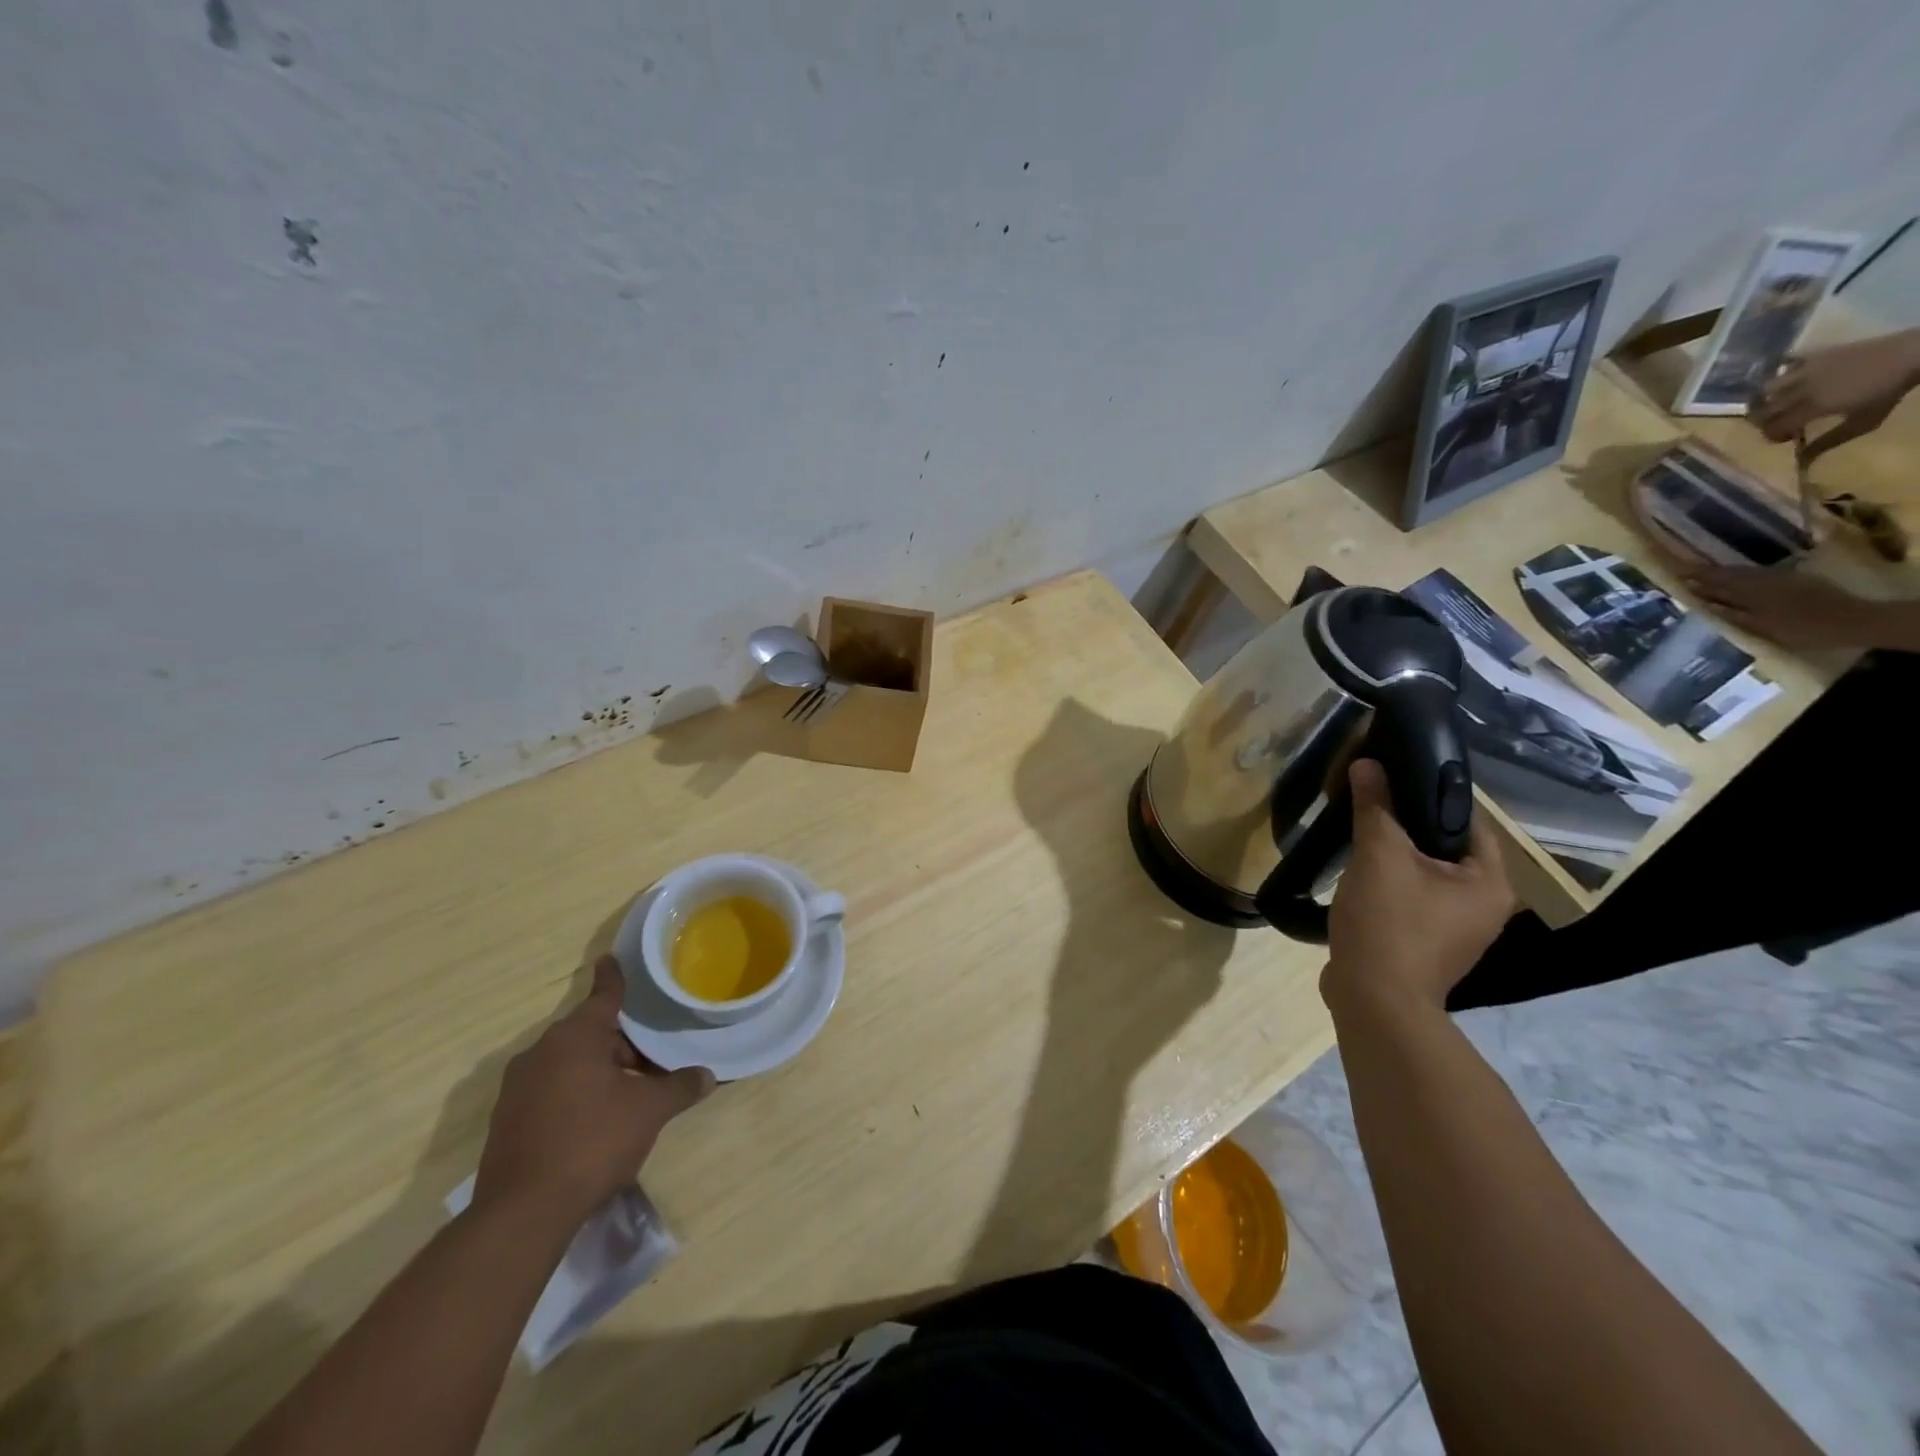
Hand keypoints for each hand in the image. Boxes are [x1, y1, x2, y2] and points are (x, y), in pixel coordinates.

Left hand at [473, 955, 713, 1231]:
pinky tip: (594, 1124)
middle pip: (589, 1034)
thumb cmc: (593, 1141)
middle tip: (651, 1061)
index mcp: (575, 1037)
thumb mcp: (649, 1111)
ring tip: (628, 1095)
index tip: (610, 959)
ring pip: (568, 1064)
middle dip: (621, 1044)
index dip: (613, 978)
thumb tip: (707, 1075)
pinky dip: (573, 1095)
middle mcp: (541, 1052)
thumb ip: (680, 1087)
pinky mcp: (506, 1121)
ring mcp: (517, 1088)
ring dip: (598, 1071)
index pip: (603, 996)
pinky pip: (549, 1091)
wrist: (523, 1212)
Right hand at [1325, 759, 1516, 1012]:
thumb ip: (1376, 807)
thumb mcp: (1379, 855)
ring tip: (1358, 833)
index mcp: (1491, 882)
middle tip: (1368, 802)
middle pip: (1444, 846)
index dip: (1428, 794)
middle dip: (1406, 824)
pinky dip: (1388, 882)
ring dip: (1394, 854)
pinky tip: (1358, 874)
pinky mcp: (1425, 944)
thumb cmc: (1390, 923)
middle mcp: (1484, 906)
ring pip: (1424, 873)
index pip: (1467, 819)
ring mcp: (1455, 930)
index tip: (1391, 776)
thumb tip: (1368, 763)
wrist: (1374, 1000)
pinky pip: (1410, 897)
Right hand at [1680, 565, 1872, 648]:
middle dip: (1704, 574)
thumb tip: (1700, 603)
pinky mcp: (1793, 581)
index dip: (1694, 577)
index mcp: (1751, 592)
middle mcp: (1763, 581)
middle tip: (1681, 571)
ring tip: (1702, 576)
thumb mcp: (1761, 627)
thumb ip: (1730, 613)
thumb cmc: (1804, 630)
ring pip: (1742, 574)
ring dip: (1721, 574)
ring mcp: (1780, 579)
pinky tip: (1735, 582)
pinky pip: (1757, 575)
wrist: (1855, 621)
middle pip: (1728, 575)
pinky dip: (1740, 577)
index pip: (1715, 582)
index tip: (1672, 574)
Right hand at [1755, 332, 1919, 461]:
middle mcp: (1801, 389)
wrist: (1911, 353)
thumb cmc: (1887, 391)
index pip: (1773, 427)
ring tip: (1777, 403)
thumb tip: (1801, 461)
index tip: (1786, 438)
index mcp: (1812, 407)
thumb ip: (1828, 442)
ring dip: (1767, 399)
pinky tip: (1791, 380)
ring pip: (1765, 389)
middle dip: (1764, 421)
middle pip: (1763, 411)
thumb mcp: (1863, 422)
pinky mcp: (1813, 356)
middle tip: (1778, 424)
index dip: (1773, 436)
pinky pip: (1784, 367)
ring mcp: (1805, 370)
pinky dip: (1781, 376)